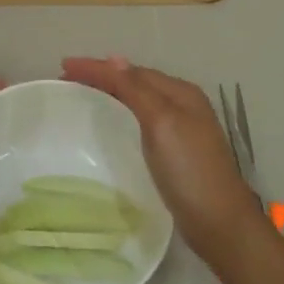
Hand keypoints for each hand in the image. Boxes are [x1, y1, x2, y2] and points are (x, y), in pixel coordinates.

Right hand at [60, 55, 264, 275]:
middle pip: (137, 81)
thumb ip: (138, 90)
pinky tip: (115, 122)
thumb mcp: (162, 123)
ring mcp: (182, 129)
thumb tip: (114, 59)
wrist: (219, 223)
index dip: (98, 67)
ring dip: (113, 91)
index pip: (131, 71)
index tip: (64, 66)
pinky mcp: (176, 152)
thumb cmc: (189, 170)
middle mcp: (183, 105)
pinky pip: (143, 120)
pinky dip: (124, 112)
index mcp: (180, 93)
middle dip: (104, 75)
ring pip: (141, 99)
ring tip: (85, 92)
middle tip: (69, 77)